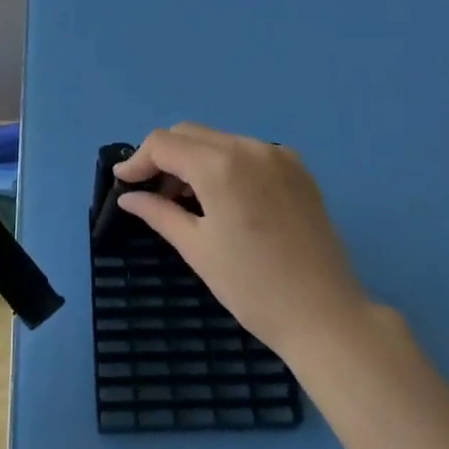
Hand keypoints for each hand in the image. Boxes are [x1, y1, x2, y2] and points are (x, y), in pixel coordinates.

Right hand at [115, 124, 368, 360]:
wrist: (325, 314)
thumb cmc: (252, 287)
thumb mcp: (197, 249)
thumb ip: (159, 213)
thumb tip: (129, 197)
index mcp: (222, 166)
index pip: (164, 143)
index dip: (137, 160)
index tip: (123, 184)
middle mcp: (251, 147)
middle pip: (191, 134)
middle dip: (164, 157)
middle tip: (150, 193)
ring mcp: (279, 155)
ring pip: (220, 141)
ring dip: (194, 160)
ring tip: (184, 199)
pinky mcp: (298, 169)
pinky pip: (248, 152)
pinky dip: (225, 165)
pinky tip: (222, 199)